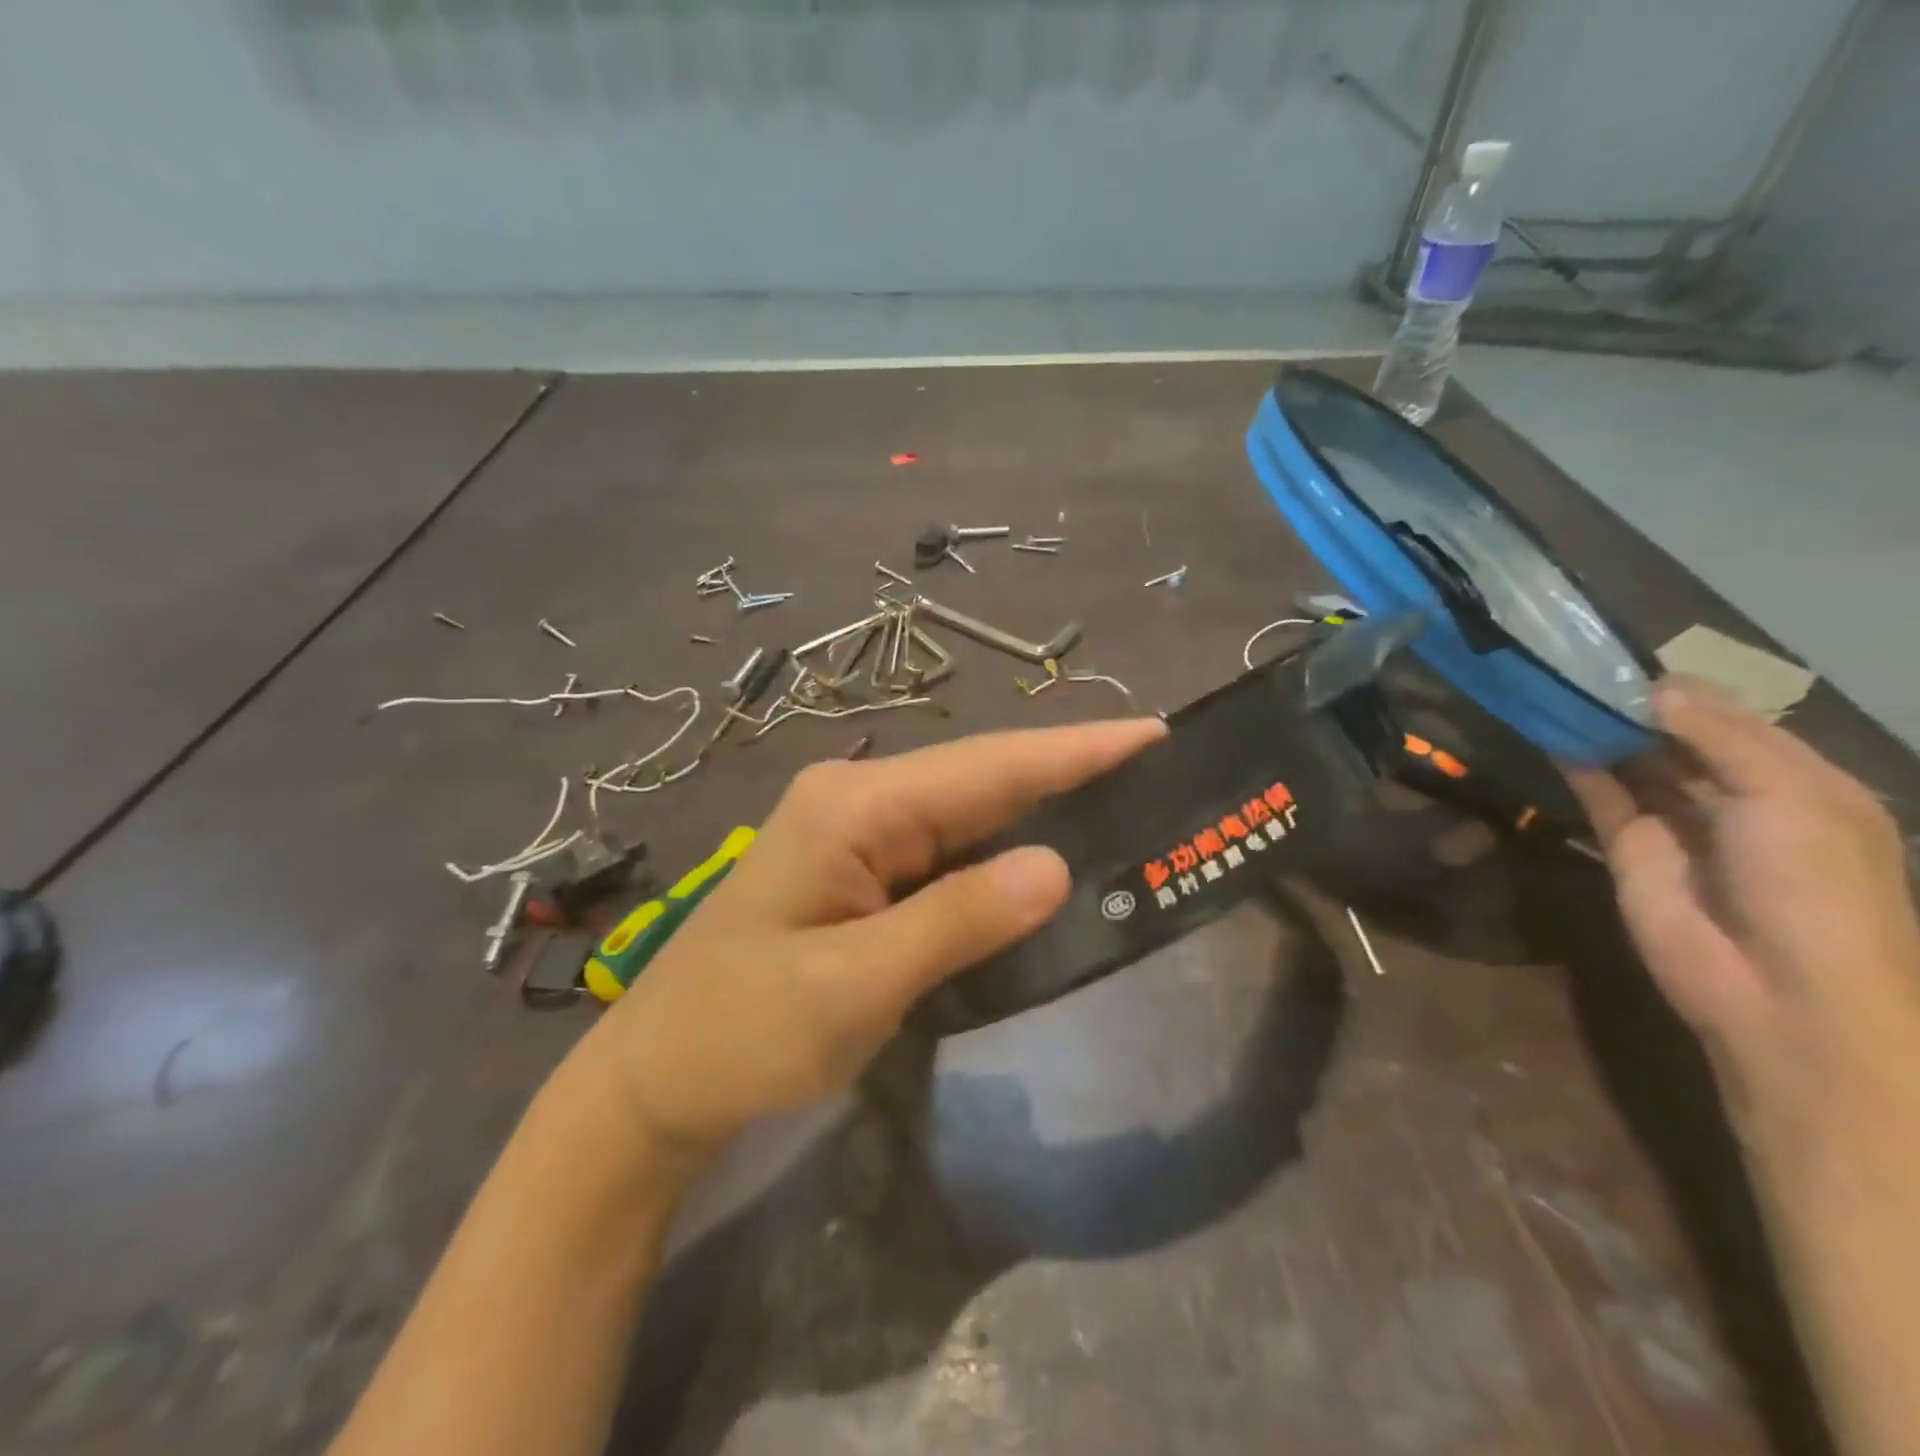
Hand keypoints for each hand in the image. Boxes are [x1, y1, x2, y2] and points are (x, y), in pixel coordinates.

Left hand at [574, 719, 1164, 1157]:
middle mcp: (858, 800)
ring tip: (1127, 808)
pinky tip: (1049, 861)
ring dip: (1040, 813)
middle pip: (982, 780)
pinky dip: (1001, 855)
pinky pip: (947, 851)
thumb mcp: (853, 984)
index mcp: (854, 806)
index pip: (986, 767)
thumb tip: (1055, 866)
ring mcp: (857, 834)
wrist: (657, 1080)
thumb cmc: (742, 1032)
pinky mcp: (860, 871)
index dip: (1073, 751)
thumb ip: (956, 920)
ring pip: (968, 814)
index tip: (1153, 734)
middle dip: (1068, 775)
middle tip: (1160, 774)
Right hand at [1568, 679, 1919, 1108]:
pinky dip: (1579, 766)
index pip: (1734, 720)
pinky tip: (1551, 733)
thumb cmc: (1814, 882)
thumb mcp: (1791, 795)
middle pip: (1679, 739)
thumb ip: (1722, 734)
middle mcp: (1737, 797)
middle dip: (1636, 707)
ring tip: (1556, 690)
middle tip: (1577, 668)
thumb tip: (1657, 684)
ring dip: (1603, 732)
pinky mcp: (1628, 849)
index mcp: (1799, 781)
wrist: (1779, 987)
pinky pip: (1602, 797)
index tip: (1627, 659)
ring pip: (1636, 764)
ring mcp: (1679, 825)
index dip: (1685, 691)